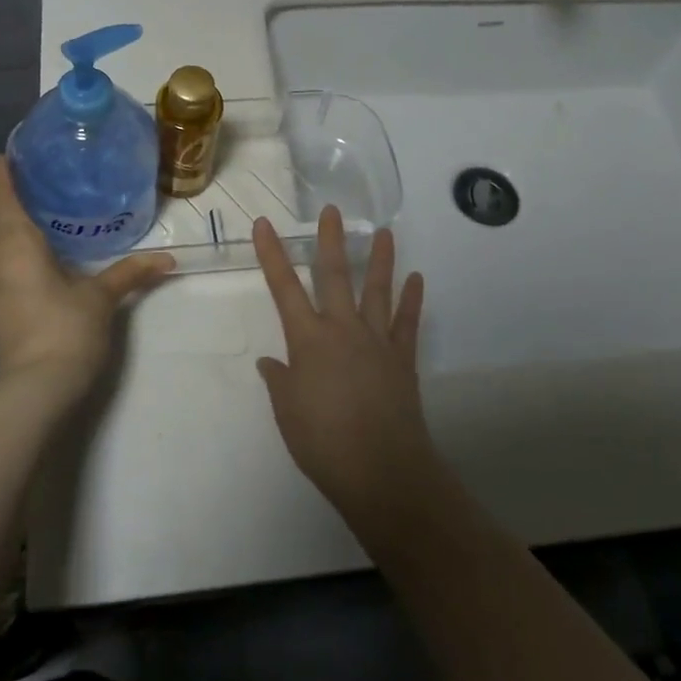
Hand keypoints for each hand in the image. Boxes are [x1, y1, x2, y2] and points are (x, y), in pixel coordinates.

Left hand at [0, 157, 174, 404]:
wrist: (34, 388)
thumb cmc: (66, 329)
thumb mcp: (102, 297)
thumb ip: (131, 273)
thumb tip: (168, 259)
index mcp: (18, 246)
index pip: (4, 200)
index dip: (2, 176)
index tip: (3, 155)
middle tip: (10, 175)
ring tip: (15, 204)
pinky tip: (20, 248)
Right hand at [254, 208, 436, 530]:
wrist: (381, 469)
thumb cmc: (323, 442)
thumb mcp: (288, 413)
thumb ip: (280, 381)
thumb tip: (270, 362)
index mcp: (308, 340)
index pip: (284, 289)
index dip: (272, 255)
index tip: (264, 224)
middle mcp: (342, 330)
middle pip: (334, 276)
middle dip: (330, 241)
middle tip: (333, 210)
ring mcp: (376, 341)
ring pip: (377, 291)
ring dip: (380, 260)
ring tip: (384, 232)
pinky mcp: (402, 358)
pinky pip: (407, 322)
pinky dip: (412, 300)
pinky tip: (416, 279)